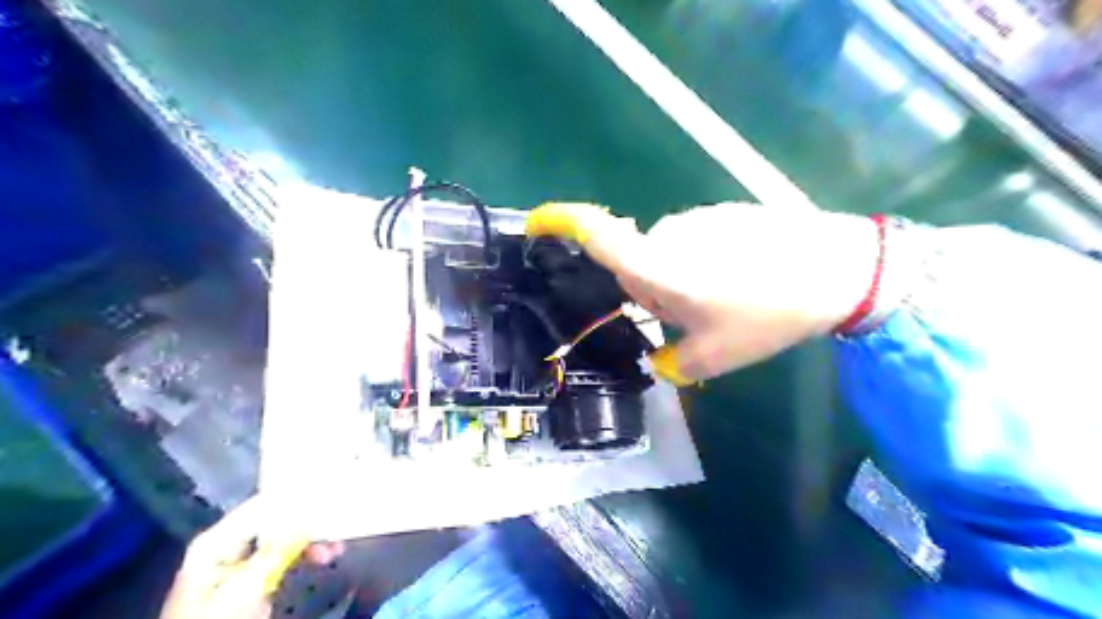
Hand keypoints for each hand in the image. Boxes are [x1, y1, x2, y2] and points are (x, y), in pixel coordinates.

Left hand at [163, 498, 336, 618]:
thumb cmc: (217, 618)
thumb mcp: (247, 585)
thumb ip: (276, 549)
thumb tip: (308, 516)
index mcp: (218, 539)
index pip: (261, 506)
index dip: (294, 500)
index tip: (327, 498)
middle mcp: (229, 544)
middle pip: (275, 520)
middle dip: (308, 523)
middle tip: (336, 526)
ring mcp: (241, 562)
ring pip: (284, 538)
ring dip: (311, 540)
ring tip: (335, 547)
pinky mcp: (253, 579)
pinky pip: (285, 556)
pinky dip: (305, 555)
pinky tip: (324, 556)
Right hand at [525, 202, 878, 381]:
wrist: (837, 268)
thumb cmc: (767, 314)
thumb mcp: (718, 356)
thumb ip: (676, 364)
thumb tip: (662, 361)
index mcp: (659, 267)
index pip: (601, 238)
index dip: (564, 224)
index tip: (536, 222)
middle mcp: (669, 235)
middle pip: (638, 263)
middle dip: (653, 291)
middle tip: (695, 316)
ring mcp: (698, 220)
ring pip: (667, 254)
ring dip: (681, 279)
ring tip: (727, 299)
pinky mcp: (722, 213)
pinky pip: (693, 241)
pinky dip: (703, 263)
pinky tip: (742, 278)